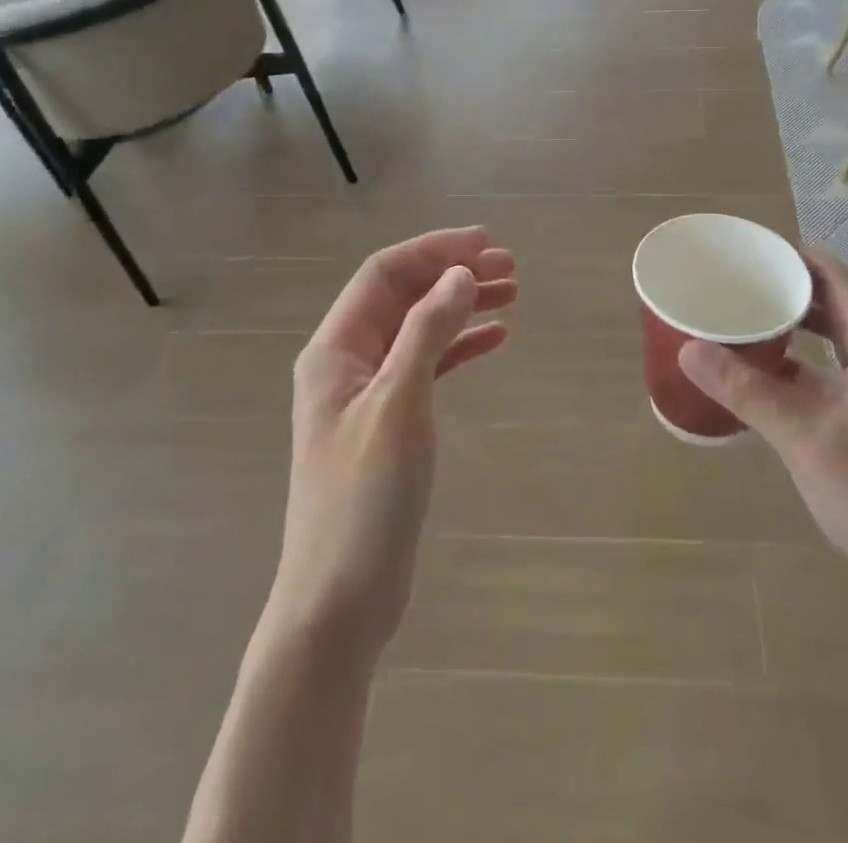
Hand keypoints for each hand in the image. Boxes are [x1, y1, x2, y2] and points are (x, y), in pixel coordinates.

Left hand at [268, 228, 517, 657]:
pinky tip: (495, 338)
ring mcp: (369, 393)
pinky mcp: (390, 423)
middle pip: (404, 296)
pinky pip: (428, 366)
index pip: (384, 274)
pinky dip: (460, 346)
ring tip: (512, 293)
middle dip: (452, 273)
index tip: (485, 244)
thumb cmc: (363, 499)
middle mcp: (348, 361)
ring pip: (419, 328)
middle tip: (509, 267)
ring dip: (461, 306)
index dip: (433, 250)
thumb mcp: (398, 405)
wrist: (339, 602)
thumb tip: (459, 273)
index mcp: (336, 349)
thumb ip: (427, 333)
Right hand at [679, 251, 847, 640]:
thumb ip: (747, 390)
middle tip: (741, 283)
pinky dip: (802, 370)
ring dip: (796, 331)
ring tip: (747, 321)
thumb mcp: (803, 438)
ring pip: (835, 347)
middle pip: (838, 309)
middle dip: (792, 292)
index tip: (755, 248)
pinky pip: (834, 379)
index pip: (841, 282)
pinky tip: (765, 381)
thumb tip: (690, 347)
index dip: (800, 258)